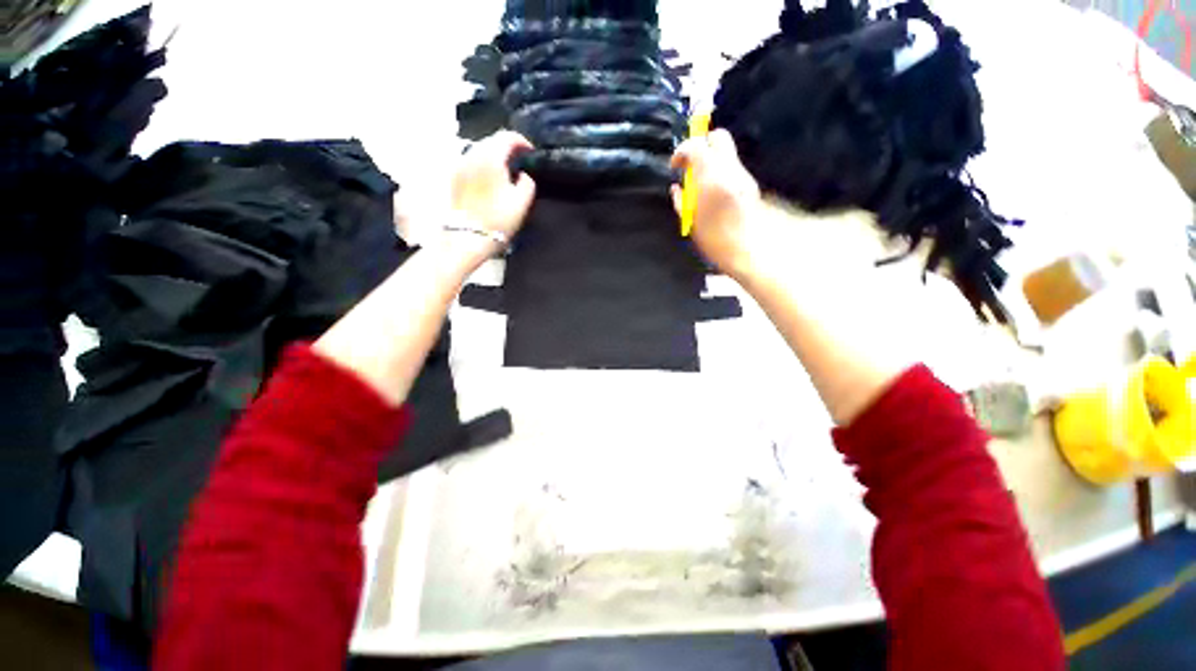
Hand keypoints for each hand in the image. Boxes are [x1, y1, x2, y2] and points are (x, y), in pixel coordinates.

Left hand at [450, 131, 536, 253]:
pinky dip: (483, 165)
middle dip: (507, 148)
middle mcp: (472, 154)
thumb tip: (523, 175)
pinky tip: (490, 181)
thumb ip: (527, 183)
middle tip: (520, 162)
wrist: (468, 238)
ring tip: (506, 172)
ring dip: (494, 157)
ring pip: (480, 151)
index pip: (507, 136)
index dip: (522, 141)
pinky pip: (471, 163)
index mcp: (491, 157)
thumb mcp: (522, 202)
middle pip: (491, 141)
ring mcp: (460, 166)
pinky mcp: (454, 178)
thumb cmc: (498, 220)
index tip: (531, 153)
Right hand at [670, 130, 764, 278]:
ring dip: (711, 161)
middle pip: (718, 137)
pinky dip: (721, 172)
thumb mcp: (691, 220)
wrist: (747, 248)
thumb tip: (677, 188)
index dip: (681, 151)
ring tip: (701, 183)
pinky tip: (714, 193)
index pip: (695, 145)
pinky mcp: (749, 184)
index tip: (675, 165)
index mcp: (711, 176)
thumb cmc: (714, 238)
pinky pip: (732, 169)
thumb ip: (681, 200)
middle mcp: (729, 168)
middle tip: (691, 165)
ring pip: (726, 153)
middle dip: (702, 144)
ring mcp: (743, 175)